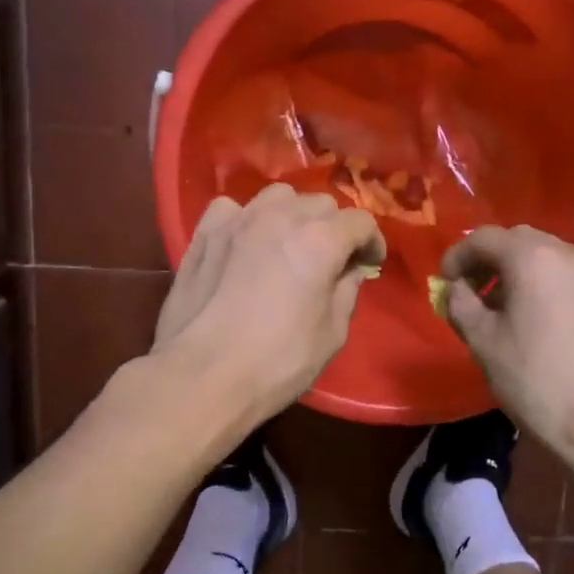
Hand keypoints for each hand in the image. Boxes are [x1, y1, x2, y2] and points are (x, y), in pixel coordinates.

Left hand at [154, 184, 386, 420]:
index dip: (372, 242)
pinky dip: (246, 220)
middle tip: (331, 260)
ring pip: (278, 197)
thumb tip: (349, 271)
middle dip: (333, 228)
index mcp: (319, 241)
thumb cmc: (276, 363)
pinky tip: (245, 243)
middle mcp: (280, 218)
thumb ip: (346, 293)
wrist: (201, 376)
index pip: (359, 222)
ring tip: (289, 244)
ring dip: (292, 216)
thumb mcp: (331, 335)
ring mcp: (238, 221)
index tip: (370, 264)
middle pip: (320, 204)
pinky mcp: (204, 234)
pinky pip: (232, 209)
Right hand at [439, 226, 573, 455]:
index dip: (457, 256)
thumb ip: (461, 304)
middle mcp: (569, 254)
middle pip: (518, 241)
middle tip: (469, 290)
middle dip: (489, 260)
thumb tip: (456, 288)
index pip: (484, 238)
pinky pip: (566, 277)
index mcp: (534, 258)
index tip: (444, 282)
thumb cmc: (535, 380)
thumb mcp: (483, 341)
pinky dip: (543, 284)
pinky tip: (534, 319)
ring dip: (517, 272)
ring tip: (500, 307)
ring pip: (546, 257)